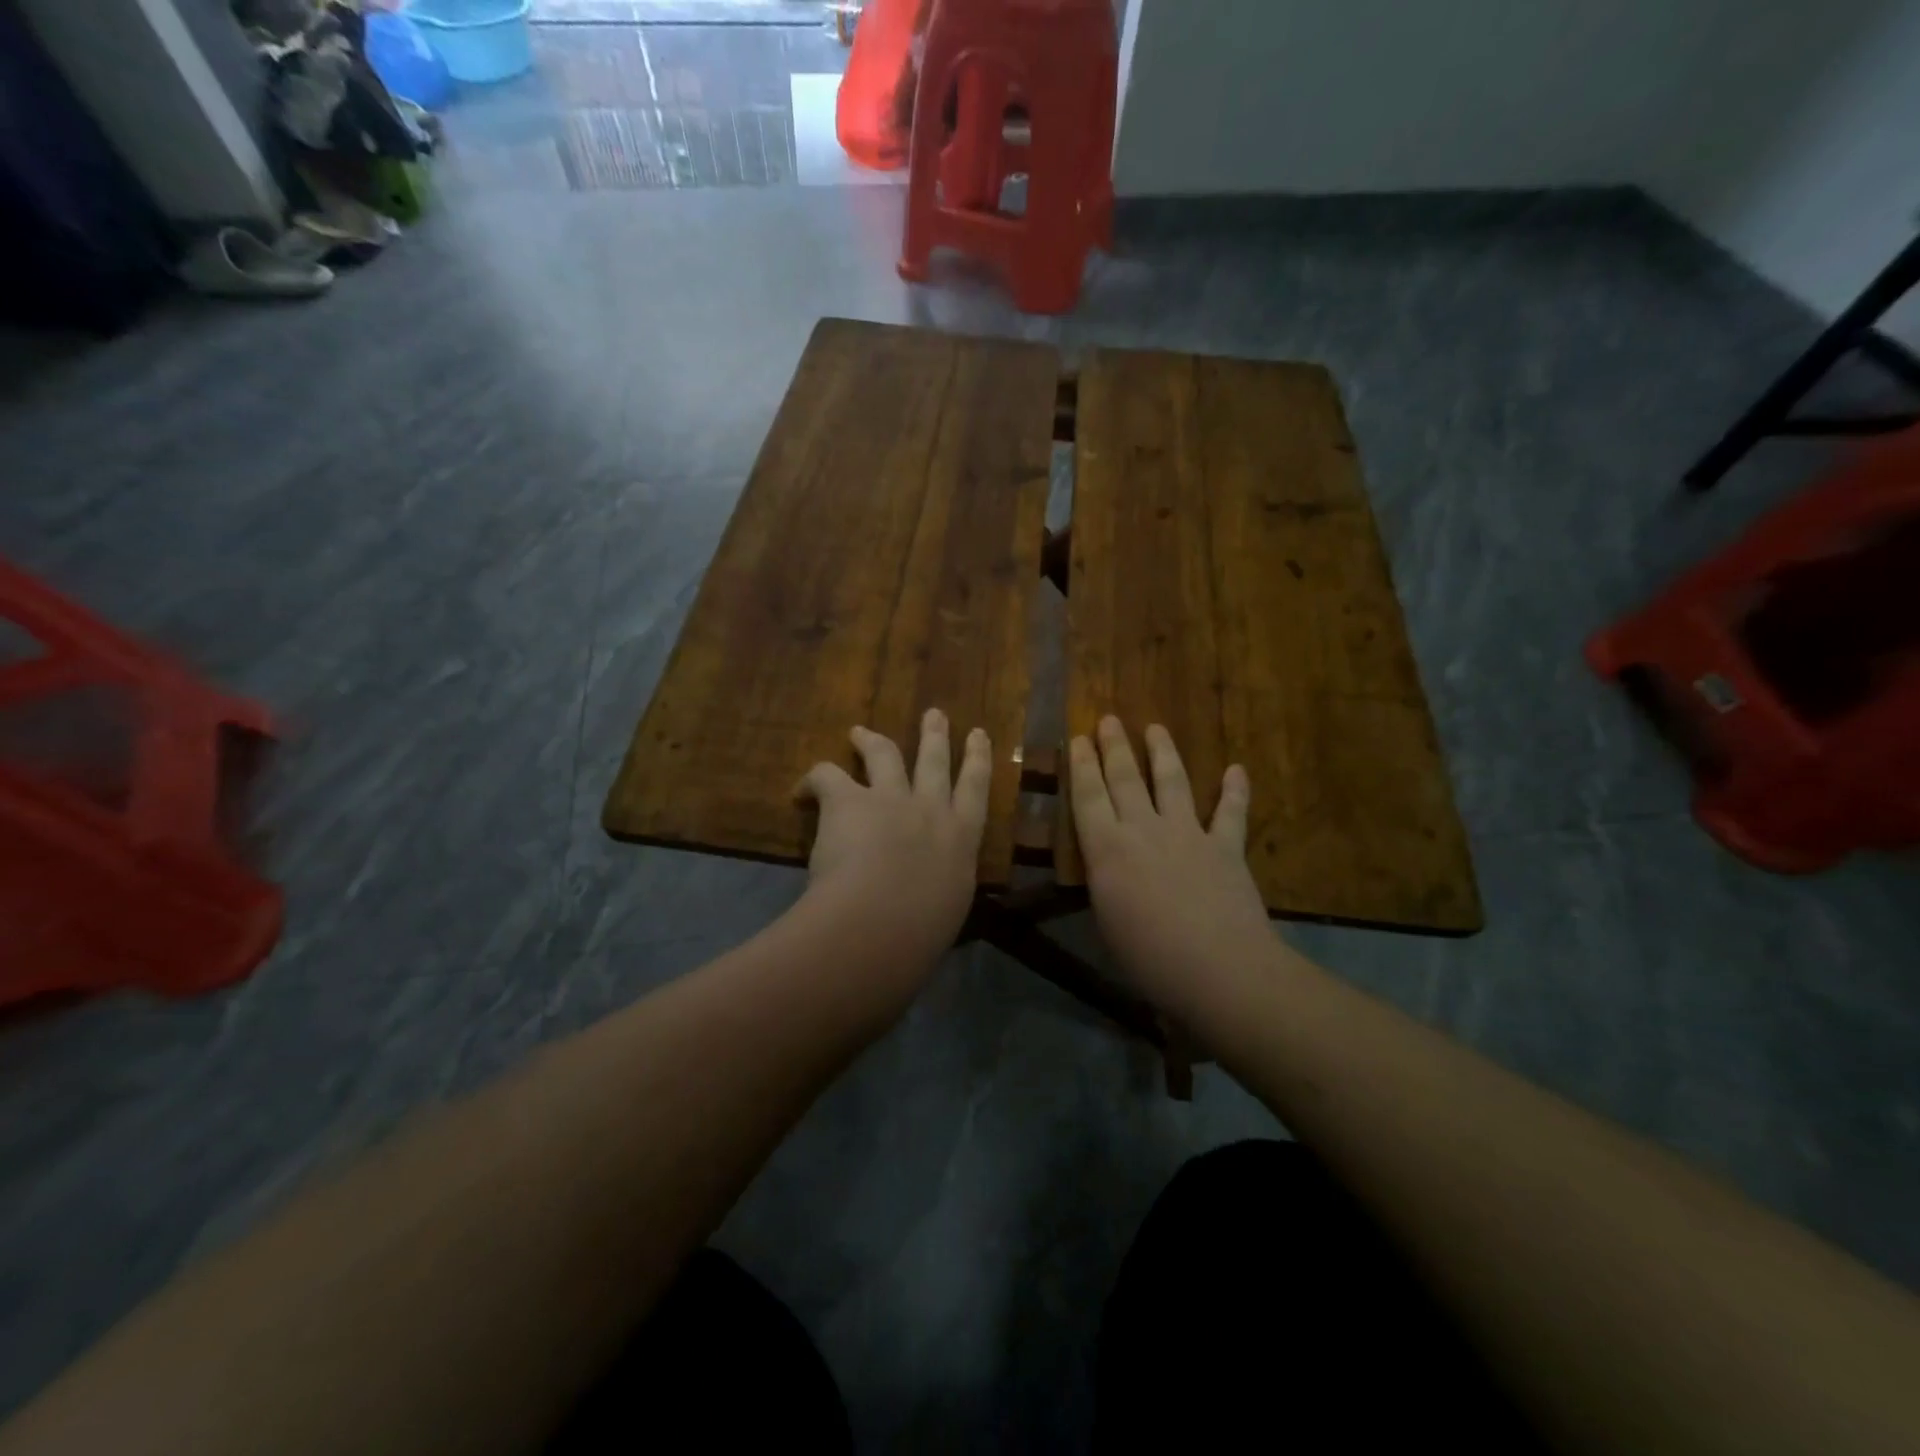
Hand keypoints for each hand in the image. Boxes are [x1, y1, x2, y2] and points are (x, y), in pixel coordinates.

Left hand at [797, 710, 990, 966]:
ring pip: (886, 754)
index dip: (978, 758)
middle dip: (935, 735)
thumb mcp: (946, 908)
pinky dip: (814, 778)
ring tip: (859, 732)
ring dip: (872, 739)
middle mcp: (930, 808)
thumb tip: (931, 892)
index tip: (979, 734)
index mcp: (961, 838)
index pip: (976, 788)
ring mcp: (890, 799)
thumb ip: (940, 887)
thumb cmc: (921, 933)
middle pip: (934, 760)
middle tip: (934, 714)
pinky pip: (829, 774)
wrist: (882, 924)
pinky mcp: (849, 800)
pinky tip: (803, 789)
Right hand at [1070, 718, 1272, 1015]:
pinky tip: (1237, 769)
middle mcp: (1144, 830)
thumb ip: (1106, 883)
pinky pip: (1230, 813)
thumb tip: (1107, 867)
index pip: (1088, 796)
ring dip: (1163, 752)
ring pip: (1172, 782)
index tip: (1076, 738)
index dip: (1080, 765)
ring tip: (1155, 727)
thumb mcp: (1107, 921)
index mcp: (1107, 849)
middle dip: (1113, 747)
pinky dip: (1235, 790)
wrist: (1219, 970)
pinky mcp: (1225, 847)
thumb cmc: (1149, 957)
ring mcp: (1188, 834)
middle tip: (1107, 719)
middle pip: (1124, 779)